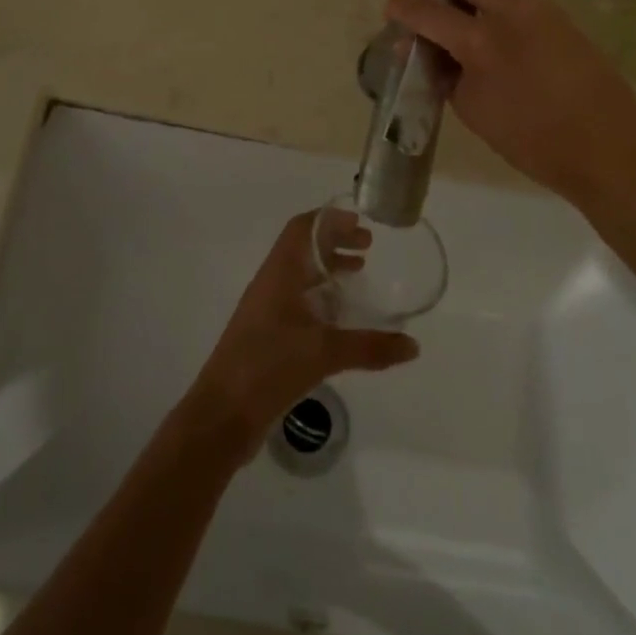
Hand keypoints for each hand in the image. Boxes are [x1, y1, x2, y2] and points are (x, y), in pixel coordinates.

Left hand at [187, 212, 418, 448]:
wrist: (222, 414)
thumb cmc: (268, 366)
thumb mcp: (323, 353)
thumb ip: (370, 347)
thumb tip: (413, 345)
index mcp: (279, 273)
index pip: (302, 228)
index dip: (329, 219)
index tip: (360, 222)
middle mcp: (271, 283)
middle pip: (303, 248)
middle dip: (334, 241)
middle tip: (368, 247)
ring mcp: (266, 310)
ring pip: (300, 275)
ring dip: (328, 268)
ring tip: (359, 274)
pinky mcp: (267, 335)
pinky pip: (297, 301)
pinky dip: (321, 297)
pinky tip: (340, 319)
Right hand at [385, 0, 635, 205]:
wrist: (607, 148)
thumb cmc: (531, 140)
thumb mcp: (473, 110)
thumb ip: (444, 72)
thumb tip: (426, 50)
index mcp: (480, 41)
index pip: (427, 11)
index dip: (402, 7)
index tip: (392, 9)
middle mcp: (509, 10)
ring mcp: (539, 7)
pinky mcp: (559, 14)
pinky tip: (486, 10)